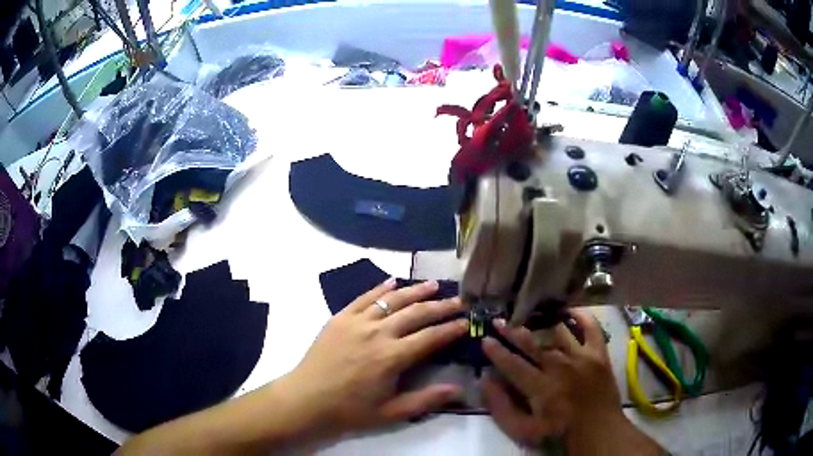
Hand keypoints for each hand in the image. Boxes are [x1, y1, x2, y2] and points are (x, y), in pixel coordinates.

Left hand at [277, 278, 467, 439]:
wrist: (306, 400)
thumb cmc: (349, 411)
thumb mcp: (391, 413)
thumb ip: (426, 400)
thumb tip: (459, 389)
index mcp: (392, 357)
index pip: (431, 337)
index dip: (451, 329)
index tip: (466, 322)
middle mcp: (378, 333)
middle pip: (416, 313)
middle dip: (441, 306)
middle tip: (459, 300)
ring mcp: (357, 322)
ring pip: (392, 300)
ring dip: (415, 291)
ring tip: (434, 285)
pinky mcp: (340, 318)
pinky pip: (364, 297)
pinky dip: (380, 288)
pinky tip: (393, 281)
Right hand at [481, 309, 646, 451]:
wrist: (597, 428)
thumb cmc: (558, 432)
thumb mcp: (522, 430)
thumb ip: (501, 407)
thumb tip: (485, 380)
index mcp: (541, 387)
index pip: (513, 364)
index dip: (496, 351)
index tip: (484, 339)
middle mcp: (560, 366)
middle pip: (533, 343)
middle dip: (512, 331)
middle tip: (498, 320)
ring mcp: (582, 356)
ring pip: (558, 332)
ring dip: (541, 321)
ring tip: (529, 312)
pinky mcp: (599, 352)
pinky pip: (590, 327)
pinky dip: (580, 316)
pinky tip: (568, 310)